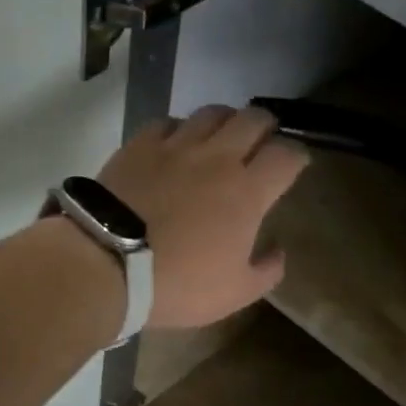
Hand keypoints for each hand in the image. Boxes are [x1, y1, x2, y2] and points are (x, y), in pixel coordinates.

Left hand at [97, 105, 309, 328]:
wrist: (107, 265)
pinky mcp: (140, 145)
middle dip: (267, 127)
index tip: (296, 165)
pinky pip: (169, 123)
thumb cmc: (179, 284)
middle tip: (263, 144)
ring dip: (226, 121)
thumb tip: (278, 251)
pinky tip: (177, 144)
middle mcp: (218, 158)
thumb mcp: (235, 293)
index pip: (286, 154)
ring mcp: (176, 146)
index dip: (297, 156)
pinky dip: (181, 129)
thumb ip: (267, 271)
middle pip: (254, 118)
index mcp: (248, 192)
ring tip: (223, 138)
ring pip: (212, 112)